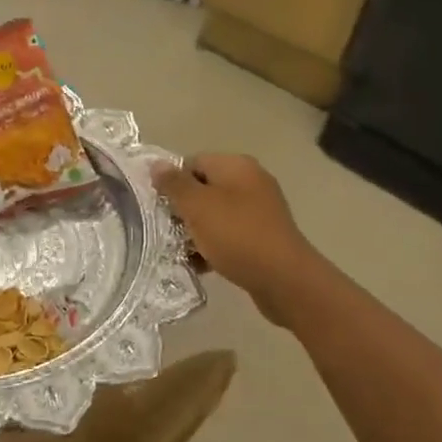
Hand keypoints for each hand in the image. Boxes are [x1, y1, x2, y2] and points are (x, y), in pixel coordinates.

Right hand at [152, 154, 324, 326]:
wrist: (284, 279)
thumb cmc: (236, 235)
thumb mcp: (197, 206)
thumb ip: (174, 184)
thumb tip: (157, 165)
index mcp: (236, 166)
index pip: (193, 162)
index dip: (172, 182)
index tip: (158, 206)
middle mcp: (251, 181)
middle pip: (204, 189)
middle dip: (183, 209)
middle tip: (165, 230)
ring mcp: (260, 210)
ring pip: (215, 214)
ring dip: (196, 231)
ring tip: (179, 250)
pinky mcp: (263, 236)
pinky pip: (230, 234)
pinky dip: (213, 245)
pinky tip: (200, 264)